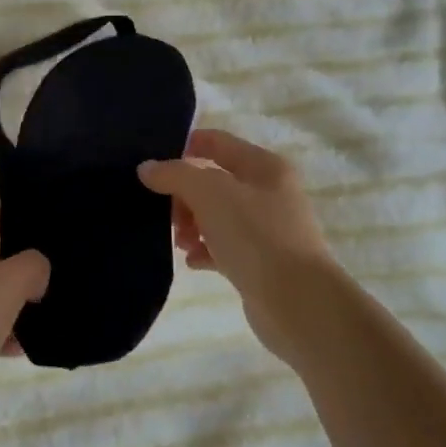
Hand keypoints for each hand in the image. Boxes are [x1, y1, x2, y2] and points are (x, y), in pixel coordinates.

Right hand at [138, 129, 350, 364]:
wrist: (298, 304)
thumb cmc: (256, 236)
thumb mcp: (210, 194)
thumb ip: (175, 175)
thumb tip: (147, 168)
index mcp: (264, 166)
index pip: (216, 142)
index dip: (184, 147)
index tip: (152, 165)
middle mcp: (269, 193)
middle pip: (212, 181)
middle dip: (183, 195)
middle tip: (166, 214)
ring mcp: (267, 229)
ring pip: (216, 215)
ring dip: (191, 224)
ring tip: (179, 242)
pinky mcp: (261, 262)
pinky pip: (223, 247)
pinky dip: (204, 250)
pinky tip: (191, 261)